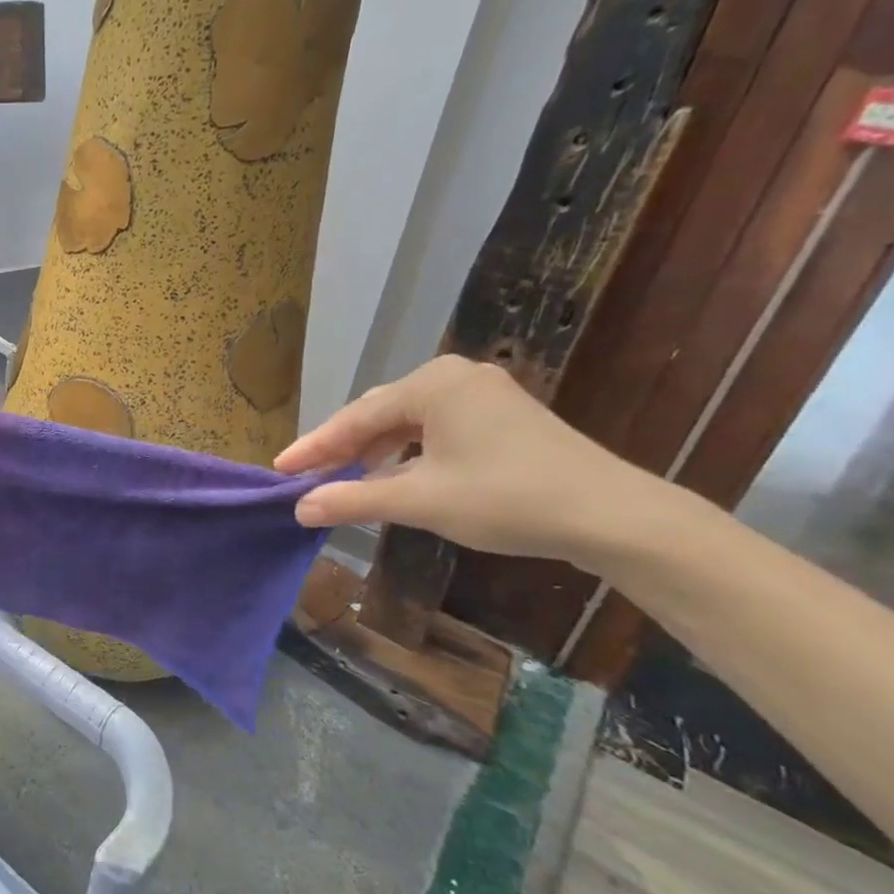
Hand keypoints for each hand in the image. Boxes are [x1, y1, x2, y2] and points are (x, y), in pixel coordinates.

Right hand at [274, 355, 646, 566]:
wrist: (614, 516)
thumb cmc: (507, 498)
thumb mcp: (419, 500)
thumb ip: (353, 500)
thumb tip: (299, 508)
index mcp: (432, 384)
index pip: (355, 416)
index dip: (314, 447)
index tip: (279, 470)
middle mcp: (455, 377)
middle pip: (379, 413)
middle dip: (342, 447)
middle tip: (306, 476)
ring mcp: (483, 394)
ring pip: (407, 422)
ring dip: (374, 452)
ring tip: (344, 480)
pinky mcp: (502, 416)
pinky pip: (435, 429)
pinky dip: (407, 453)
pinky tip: (395, 476)